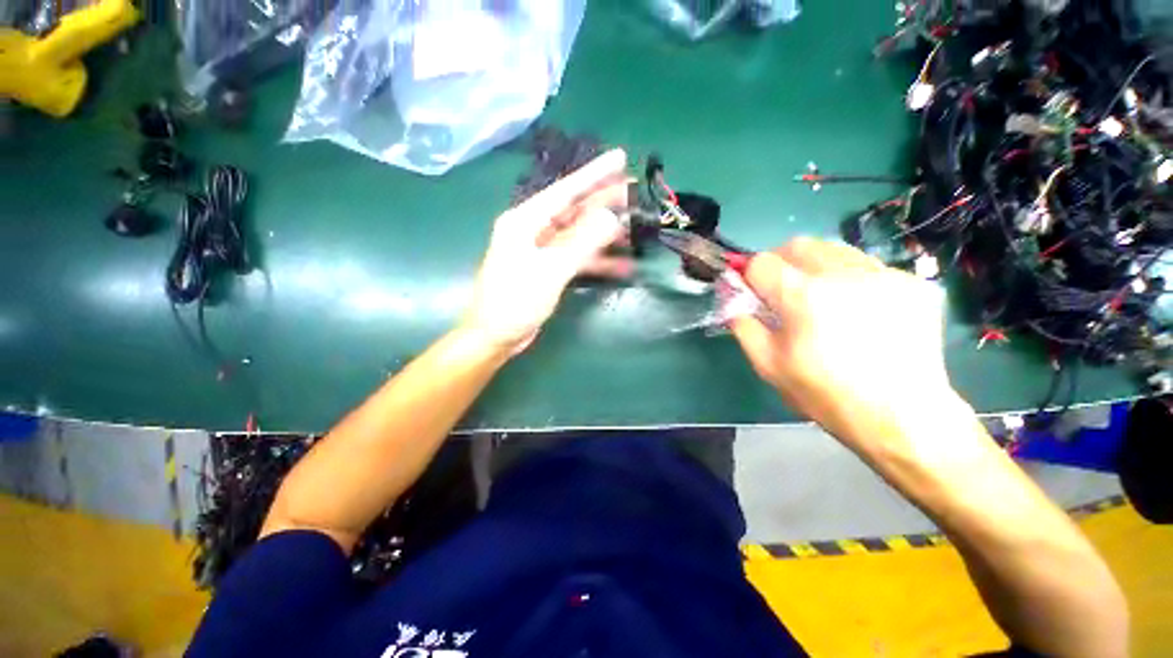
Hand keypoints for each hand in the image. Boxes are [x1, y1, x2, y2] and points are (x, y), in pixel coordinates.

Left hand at [463, 149, 631, 352]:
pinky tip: (622, 265)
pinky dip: (598, 261)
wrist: (496, 336)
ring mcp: (542, 251)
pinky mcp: (549, 269)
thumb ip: (581, 243)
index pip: (565, 191)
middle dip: (604, 201)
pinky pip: (578, 258)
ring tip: (635, 229)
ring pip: (579, 235)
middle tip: (635, 191)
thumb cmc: (515, 301)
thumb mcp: (550, 271)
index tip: (620, 158)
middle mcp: (534, 230)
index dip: (594, 174)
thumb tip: (611, 217)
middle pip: (575, 211)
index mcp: (525, 221)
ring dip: (605, 234)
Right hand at [731, 238, 959, 456]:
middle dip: (780, 263)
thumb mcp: (768, 365)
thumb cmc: (825, 394)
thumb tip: (734, 302)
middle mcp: (842, 273)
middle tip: (783, 292)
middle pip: (797, 244)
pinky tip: (859, 311)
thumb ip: (743, 326)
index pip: (761, 262)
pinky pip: (867, 267)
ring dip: (815, 268)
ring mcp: (882, 274)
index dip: (750, 276)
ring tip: (823, 300)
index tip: (753, 293)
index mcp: (802, 295)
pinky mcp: (912, 282)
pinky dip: (850, 280)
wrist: (902, 416)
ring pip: (833, 250)